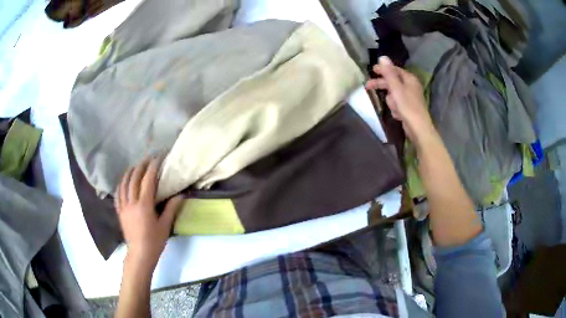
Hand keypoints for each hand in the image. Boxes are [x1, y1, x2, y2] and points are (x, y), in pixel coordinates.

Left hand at [115, 157, 182, 271]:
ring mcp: (124, 206)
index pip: (147, 180)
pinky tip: (124, 181)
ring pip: (124, 184)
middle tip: (147, 158)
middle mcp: (132, 202)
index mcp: (144, 205)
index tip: (157, 158)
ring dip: (129, 172)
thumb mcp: (165, 226)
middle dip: (141, 166)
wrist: (140, 254)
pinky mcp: (119, 211)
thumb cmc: (154, 241)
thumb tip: (181, 194)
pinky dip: (121, 184)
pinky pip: (118, 194)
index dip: (152, 167)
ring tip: (135, 166)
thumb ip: (171, 208)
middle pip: (134, 178)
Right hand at [366, 56, 436, 146]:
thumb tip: (382, 57)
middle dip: (382, 85)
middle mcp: (411, 86)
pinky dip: (395, 108)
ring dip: (391, 100)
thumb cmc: (407, 106)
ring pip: (394, 94)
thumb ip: (388, 73)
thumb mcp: (395, 87)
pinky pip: (397, 104)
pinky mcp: (409, 108)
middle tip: (368, 86)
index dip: (383, 69)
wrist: (418, 128)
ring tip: (394, 107)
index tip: (372, 70)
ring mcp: (410, 97)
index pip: (394, 70)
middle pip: (393, 82)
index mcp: (409, 79)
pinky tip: (397, 114)